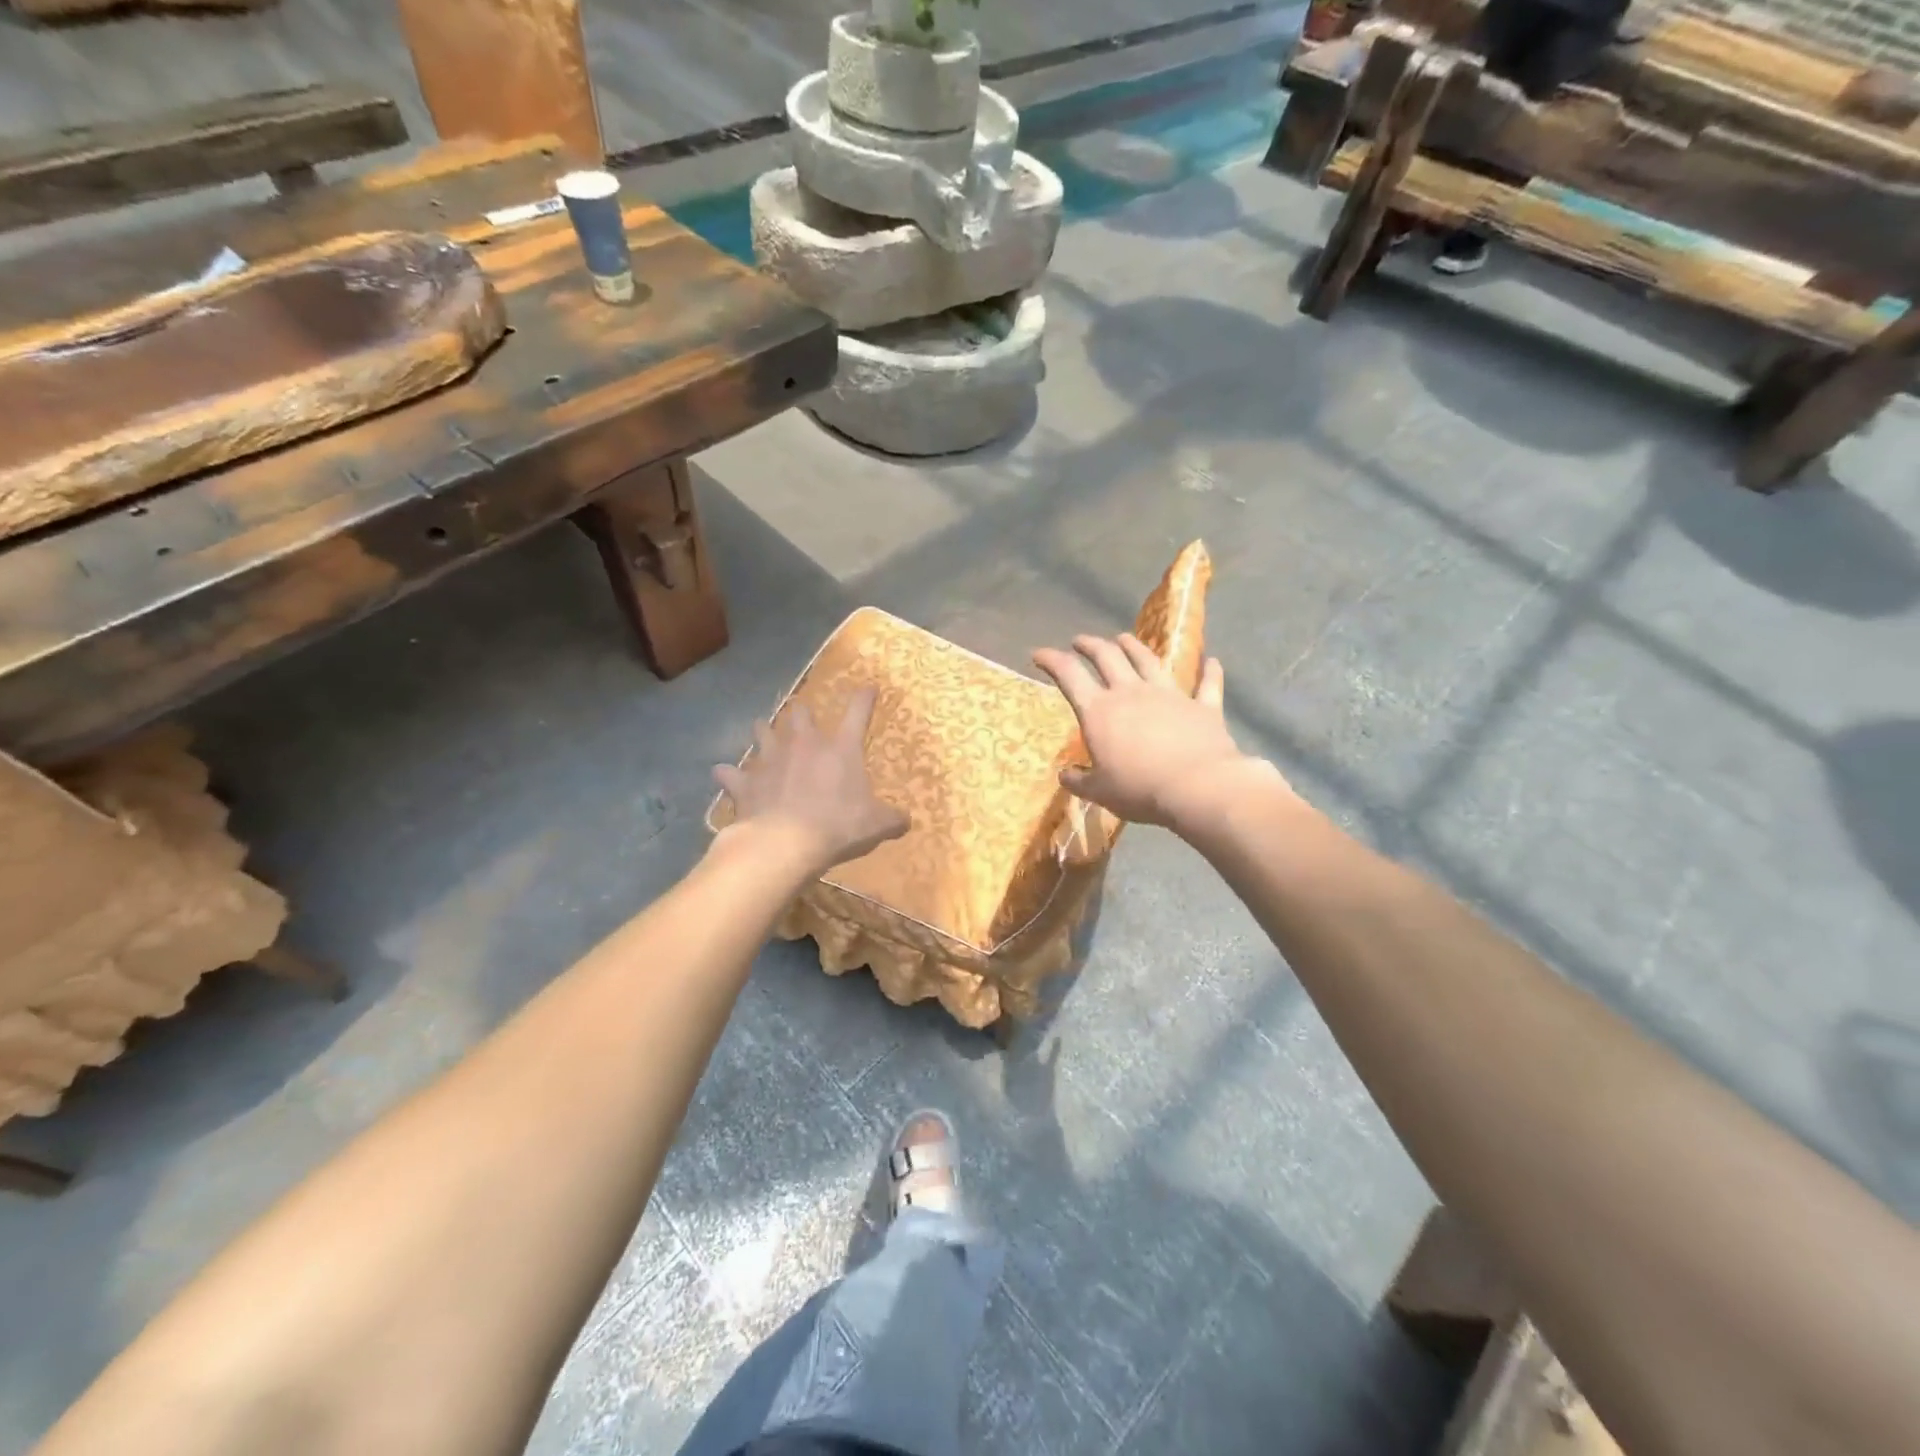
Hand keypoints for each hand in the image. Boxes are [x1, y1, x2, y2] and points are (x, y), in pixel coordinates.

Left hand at [713, 686, 908, 874]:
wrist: (785, 843)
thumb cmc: (838, 827)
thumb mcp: (876, 825)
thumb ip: (892, 819)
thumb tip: (906, 821)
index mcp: (840, 748)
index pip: (857, 712)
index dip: (865, 697)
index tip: (868, 687)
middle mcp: (804, 744)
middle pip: (800, 713)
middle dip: (802, 713)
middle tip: (803, 719)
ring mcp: (770, 759)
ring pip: (762, 731)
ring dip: (764, 731)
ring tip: (764, 733)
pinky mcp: (745, 782)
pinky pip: (730, 773)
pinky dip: (729, 774)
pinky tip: (725, 775)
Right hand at [1033, 634, 1266, 829]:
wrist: (1197, 787)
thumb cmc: (1139, 790)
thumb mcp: (1100, 792)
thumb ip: (1079, 781)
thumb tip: (1064, 775)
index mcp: (1099, 711)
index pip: (1068, 675)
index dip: (1051, 660)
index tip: (1039, 654)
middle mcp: (1131, 693)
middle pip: (1107, 657)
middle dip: (1090, 645)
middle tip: (1080, 641)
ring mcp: (1169, 695)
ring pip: (1148, 660)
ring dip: (1134, 646)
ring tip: (1124, 638)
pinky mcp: (1202, 706)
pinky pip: (1207, 684)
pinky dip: (1209, 671)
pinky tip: (1212, 661)